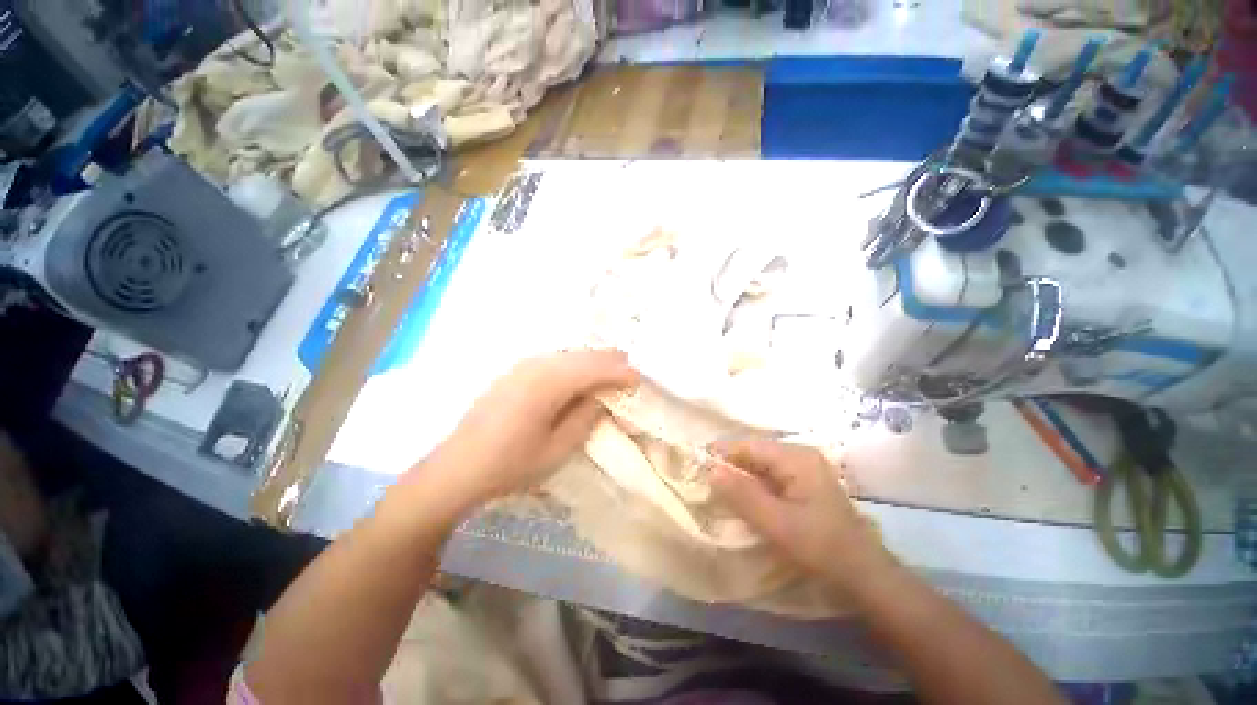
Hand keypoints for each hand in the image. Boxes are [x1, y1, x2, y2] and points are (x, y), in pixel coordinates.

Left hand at [427, 349, 638, 507]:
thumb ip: (586, 417)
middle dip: (609, 360)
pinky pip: (554, 361)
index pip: (594, 368)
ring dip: (591, 361)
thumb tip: (604, 397)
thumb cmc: (511, 464)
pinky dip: (574, 364)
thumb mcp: (558, 448)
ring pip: (568, 355)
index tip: (639, 379)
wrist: (457, 468)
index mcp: (549, 383)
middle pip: (582, 355)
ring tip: (611, 369)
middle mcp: (536, 365)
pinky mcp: (514, 373)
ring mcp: (522, 366)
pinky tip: (580, 375)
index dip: (620, 371)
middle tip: (630, 368)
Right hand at [709, 438, 891, 585]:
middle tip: (702, 476)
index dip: (721, 451)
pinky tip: (741, 496)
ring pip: (761, 464)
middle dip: (729, 463)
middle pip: (754, 452)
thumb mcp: (777, 524)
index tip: (696, 460)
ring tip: (715, 485)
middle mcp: (799, 455)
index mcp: (796, 457)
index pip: (749, 445)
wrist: (864, 574)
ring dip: (739, 474)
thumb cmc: (821, 547)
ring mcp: (803, 469)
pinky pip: (770, 476)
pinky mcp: (803, 483)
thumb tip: (710, 470)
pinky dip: (753, 484)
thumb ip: (743, 495)